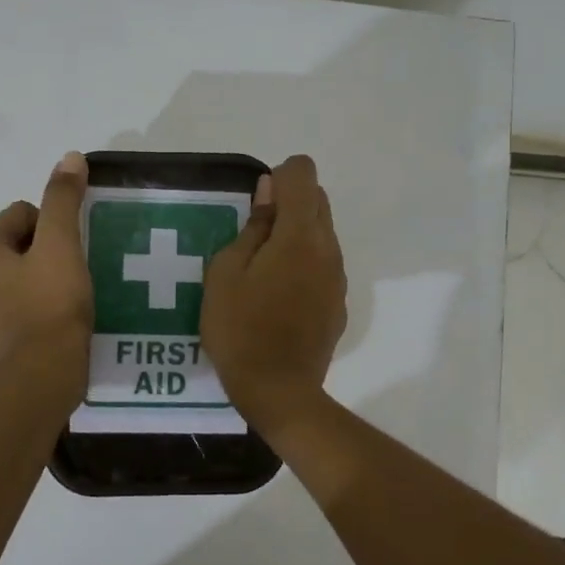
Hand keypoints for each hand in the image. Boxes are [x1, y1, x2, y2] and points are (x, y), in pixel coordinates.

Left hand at [0, 152, 93, 381]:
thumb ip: (63, 199)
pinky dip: (42, 302)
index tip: (70, 250)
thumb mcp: (61, 244)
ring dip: (47, 276)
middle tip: (75, 270)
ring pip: (22, 273)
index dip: (53, 225)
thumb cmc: (51, 303)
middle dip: (49, 250)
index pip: (22, 213)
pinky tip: (64, 314)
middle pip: (20, 242)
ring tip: (73, 292)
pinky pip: (23, 302)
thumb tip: (70, 157)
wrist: (44, 375)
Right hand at [201, 155, 347, 431]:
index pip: (303, 173)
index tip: (257, 204)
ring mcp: (338, 277)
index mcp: (299, 235)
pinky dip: (305, 264)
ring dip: (297, 235)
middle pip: (318, 200)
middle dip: (289, 202)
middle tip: (254, 237)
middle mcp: (328, 248)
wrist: (278, 391)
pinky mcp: (339, 303)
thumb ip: (252, 226)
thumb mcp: (225, 273)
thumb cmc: (239, 328)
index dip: (279, 176)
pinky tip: (279, 297)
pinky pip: (324, 265)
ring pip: (323, 233)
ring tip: (263, 271)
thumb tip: (268, 191)